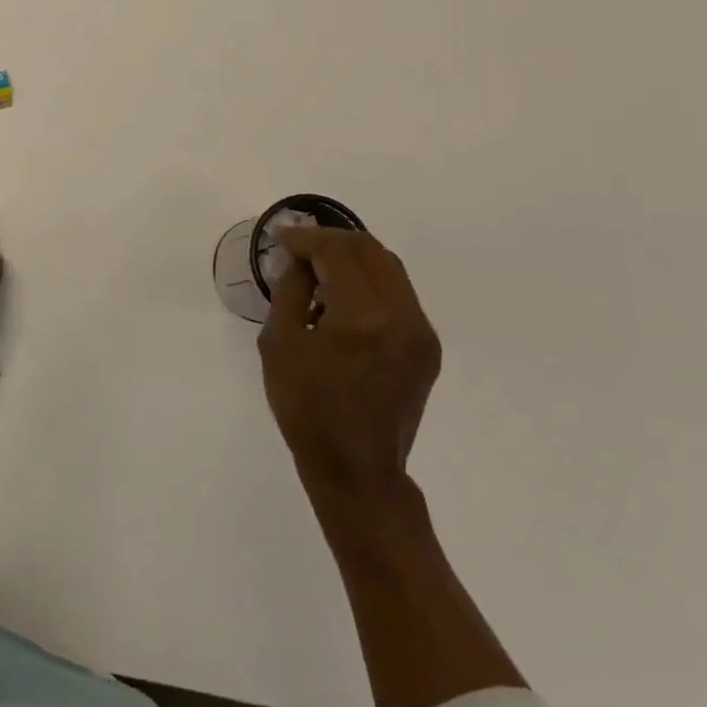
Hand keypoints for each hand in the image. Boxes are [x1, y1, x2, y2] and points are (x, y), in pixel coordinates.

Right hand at [257, 228, 440, 494]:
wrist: (356, 469)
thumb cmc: (306, 408)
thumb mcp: (279, 344)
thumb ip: (290, 290)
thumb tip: (299, 259)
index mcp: (362, 317)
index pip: (337, 251)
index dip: (306, 238)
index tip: (280, 237)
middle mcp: (402, 316)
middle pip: (370, 250)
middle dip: (331, 241)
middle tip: (298, 248)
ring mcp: (421, 332)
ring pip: (389, 268)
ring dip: (351, 259)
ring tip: (317, 271)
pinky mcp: (427, 346)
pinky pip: (398, 294)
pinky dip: (368, 282)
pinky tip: (340, 299)